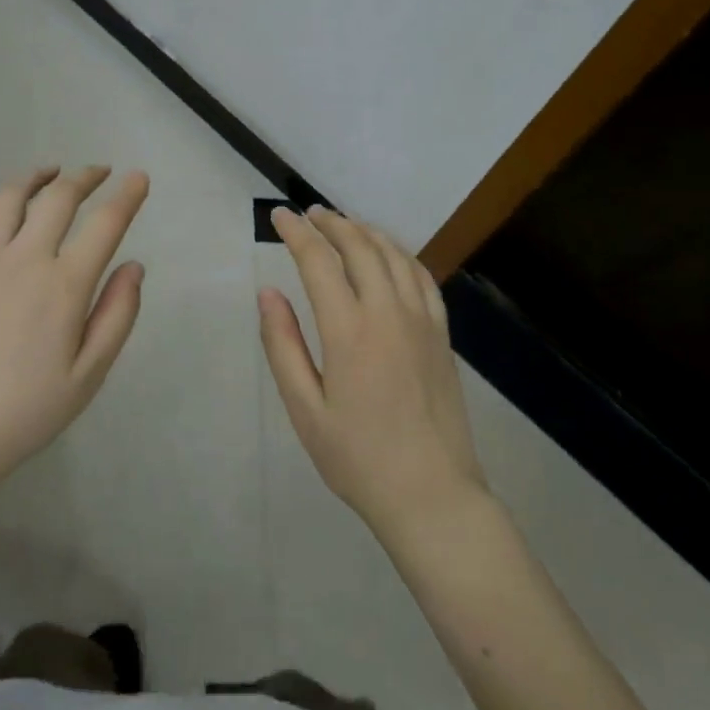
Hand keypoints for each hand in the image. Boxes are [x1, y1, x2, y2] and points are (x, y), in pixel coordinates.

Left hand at [0, 165, 148, 505]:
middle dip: (85, 177)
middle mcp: (22, 258)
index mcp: (63, 285)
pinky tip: (4, 206)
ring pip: (10, 196)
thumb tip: (134, 266)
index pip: (105, 223)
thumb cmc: (24, 412)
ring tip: (51, 173)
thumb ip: (117, 315)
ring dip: (37, 177)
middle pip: (58, 197)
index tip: (139, 177)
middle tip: (99, 172)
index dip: (127, 195)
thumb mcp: (88, 376)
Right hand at [259, 206, 487, 541]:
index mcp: (349, 331)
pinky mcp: (442, 334)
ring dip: (366, 231)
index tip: (279, 216)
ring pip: (394, 255)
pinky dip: (401, 253)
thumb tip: (268, 293)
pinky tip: (389, 254)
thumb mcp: (305, 410)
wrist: (432, 495)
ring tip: (344, 224)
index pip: (319, 261)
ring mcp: (422, 321)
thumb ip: (283, 346)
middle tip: (309, 214)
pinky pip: (423, 276)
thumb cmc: (358, 458)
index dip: (297, 232)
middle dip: (332, 223)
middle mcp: (389, 313)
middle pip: (360, 246)